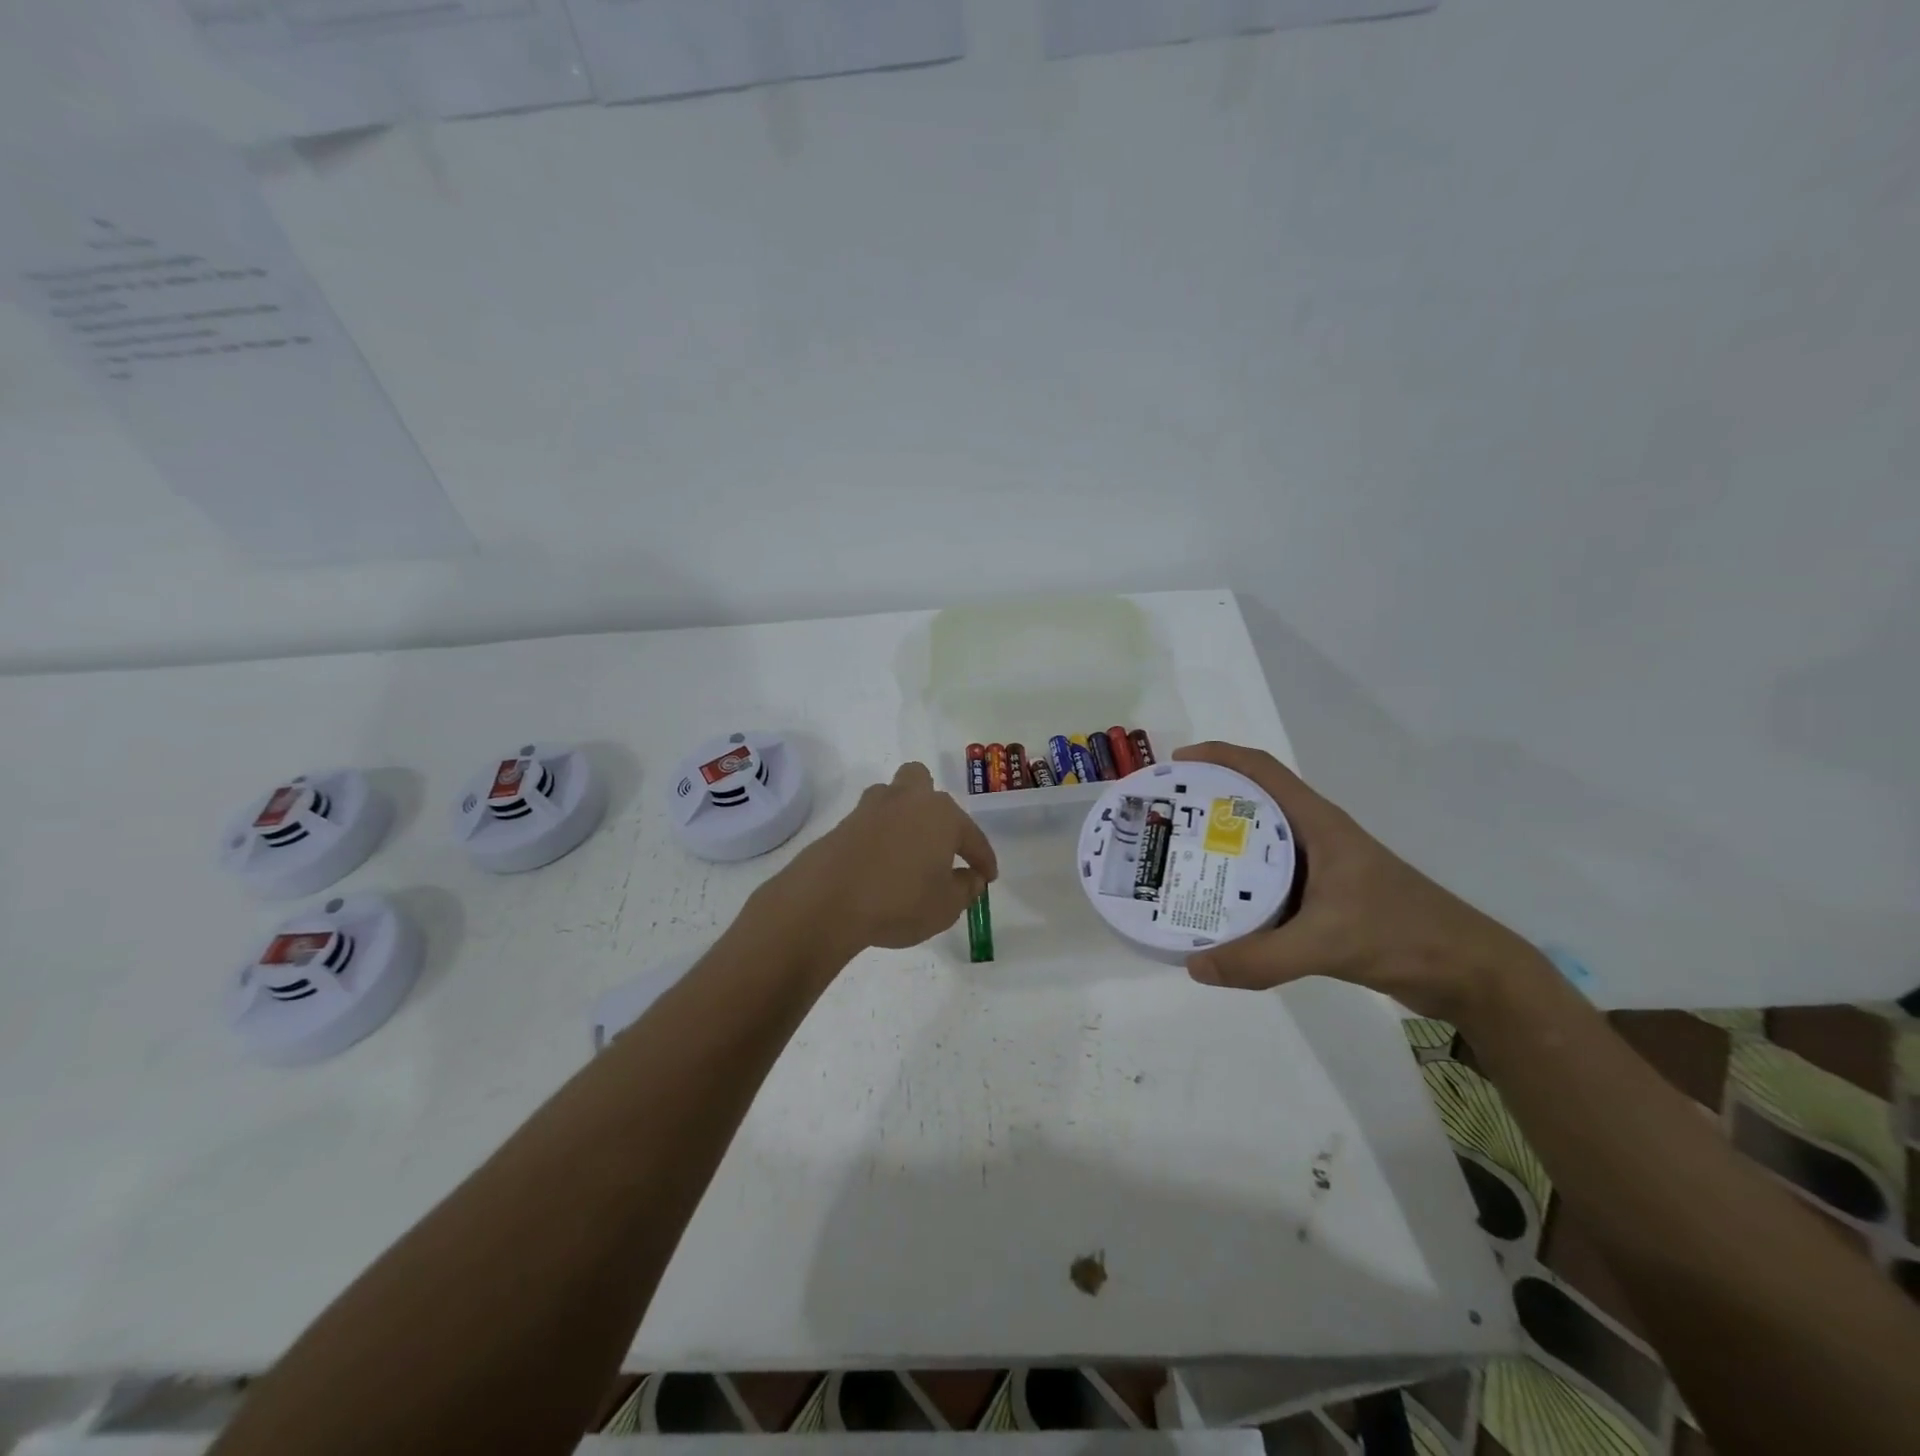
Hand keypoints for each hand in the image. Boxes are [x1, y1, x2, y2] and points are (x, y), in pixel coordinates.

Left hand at [761, 761, 998, 963]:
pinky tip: (880, 864)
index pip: (971, 835)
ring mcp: (870, 809)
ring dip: (902, 816)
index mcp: (941, 814)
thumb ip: (965, 889)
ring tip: (907, 850)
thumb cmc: (899, 901)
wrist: (827, 901)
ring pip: (892, 797)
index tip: (987, 876)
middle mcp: (907, 800)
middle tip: (939, 840)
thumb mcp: (946, 906)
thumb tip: (971, 877)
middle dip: (934, 807)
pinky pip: (869, 823)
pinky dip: (879, 838)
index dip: (982, 858)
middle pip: (922, 783)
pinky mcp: (842, 825)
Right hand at [1173, 741, 1546, 1024]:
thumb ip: (1260, 958)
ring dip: (1221, 847)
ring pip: (1259, 845)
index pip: (1262, 770)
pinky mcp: (1324, 900)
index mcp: (1318, 824)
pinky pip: (1269, 882)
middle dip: (1207, 804)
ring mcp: (1321, 869)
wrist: (1468, 973)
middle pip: (1252, 804)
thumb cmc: (1403, 935)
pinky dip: (1239, 886)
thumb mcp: (1327, 944)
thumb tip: (1193, 966)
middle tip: (1166, 821)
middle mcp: (1315, 837)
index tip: (1176, 765)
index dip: (1218, 757)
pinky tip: (1216, 908)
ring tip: (1178, 862)